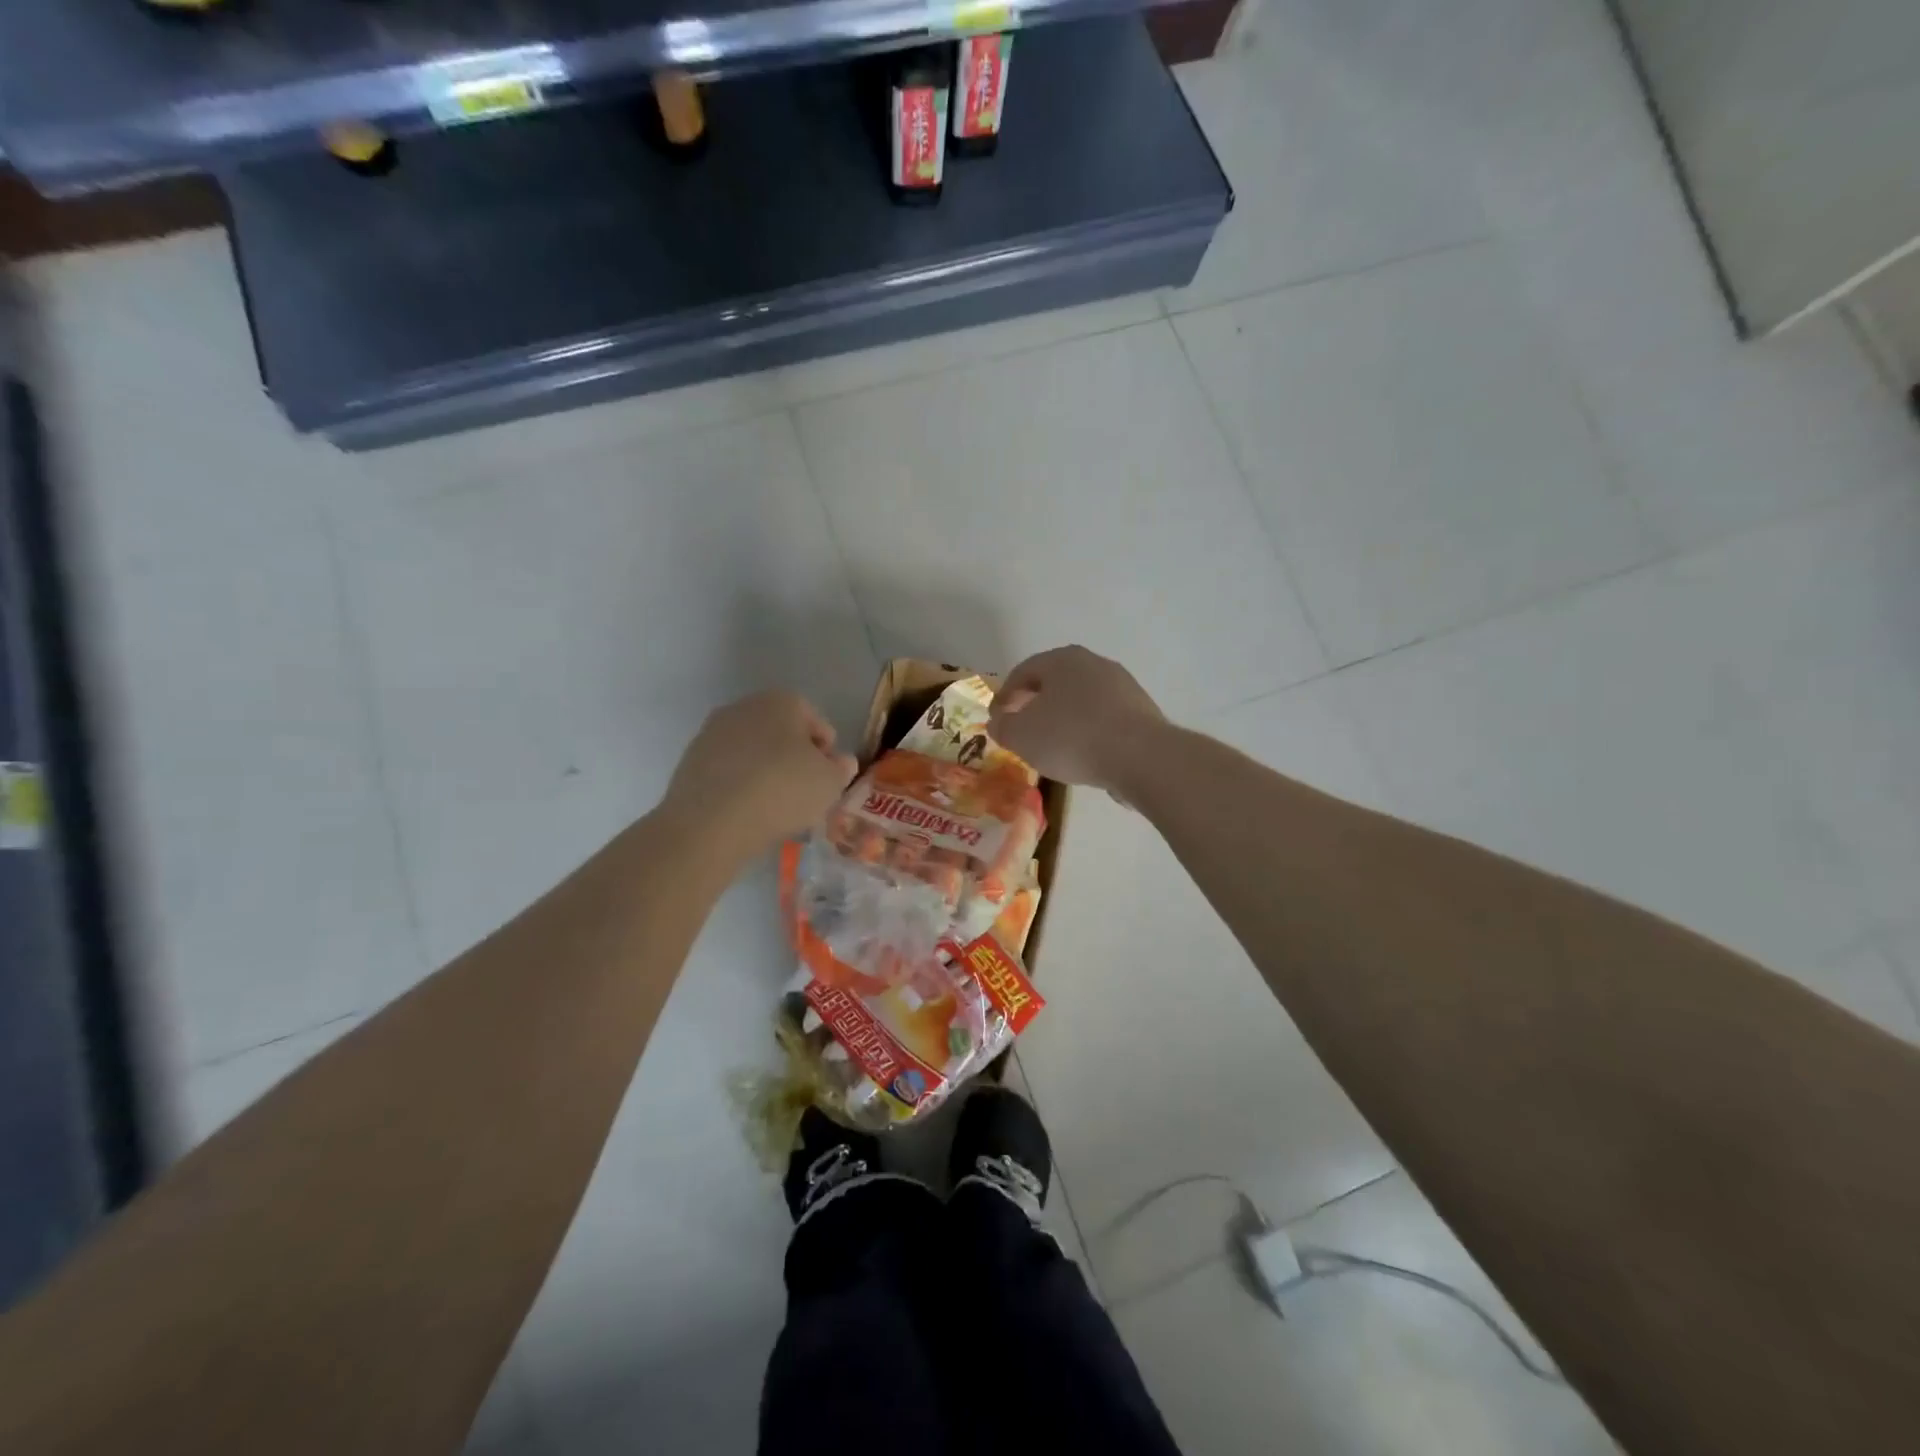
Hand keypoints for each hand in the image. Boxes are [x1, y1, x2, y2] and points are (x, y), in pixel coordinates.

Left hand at [663, 691, 857, 860]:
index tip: (828, 779)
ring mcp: (712, 732)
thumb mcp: (830, 783)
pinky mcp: (690, 761)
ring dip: (766, 772)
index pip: (816, 722)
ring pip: (753, 752)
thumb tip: (840, 762)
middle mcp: (744, 707)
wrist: (710, 822)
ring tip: (774, 807)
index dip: (827, 752)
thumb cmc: (782, 791)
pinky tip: (746, 812)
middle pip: (781, 733)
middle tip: (804, 793)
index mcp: (781, 701)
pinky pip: (728, 771)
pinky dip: (740, 785)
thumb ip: (841, 769)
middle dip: (794, 759)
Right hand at [988, 646, 1166, 794]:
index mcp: (1062, 659)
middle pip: (1055, 682)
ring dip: (1063, 718)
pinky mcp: (1141, 711)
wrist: (1140, 756)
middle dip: (1035, 704)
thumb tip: (997, 723)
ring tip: (1052, 746)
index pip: (1023, 671)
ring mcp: (1122, 686)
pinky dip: (1088, 731)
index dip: (1004, 696)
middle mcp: (1094, 663)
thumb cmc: (1072, 737)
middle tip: (1022, 729)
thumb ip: (1003, 727)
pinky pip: (1103, 718)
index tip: (996, 719)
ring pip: (1081, 700)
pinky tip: (1083, 754)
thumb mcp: (1022, 736)